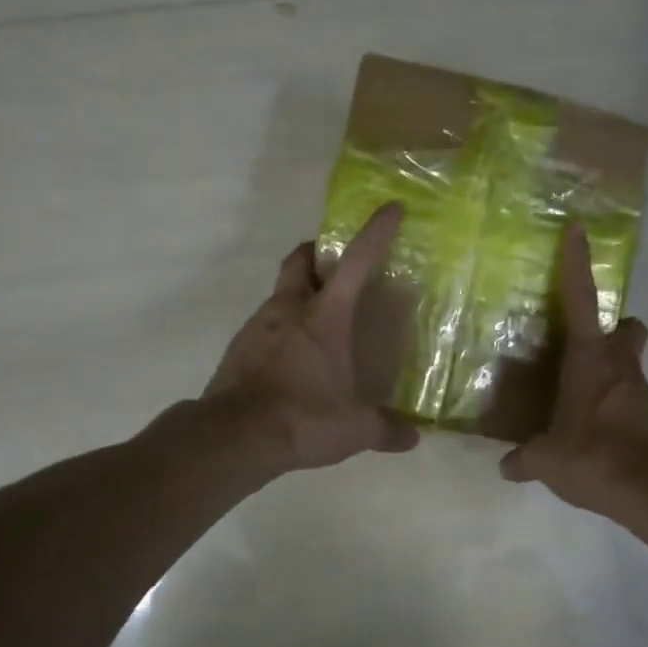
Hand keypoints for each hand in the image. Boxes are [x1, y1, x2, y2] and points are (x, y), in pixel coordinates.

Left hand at [204, 203, 419, 471]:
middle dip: (319, 254)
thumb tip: (414, 437)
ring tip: (318, 321)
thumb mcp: (354, 429)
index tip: (391, 208)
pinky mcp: (237, 350)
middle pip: (300, 260)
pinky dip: (280, 328)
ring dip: (299, 294)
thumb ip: (386, 429)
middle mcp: (289, 310)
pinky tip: (292, 357)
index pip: (355, 262)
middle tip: (337, 267)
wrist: (233, 437)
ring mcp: (257, 327)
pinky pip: (263, 325)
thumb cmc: (302, 419)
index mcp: (324, 317)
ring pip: (279, 293)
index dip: (375, 232)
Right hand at [499, 224, 647, 511]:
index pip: (581, 300)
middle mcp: (619, 366)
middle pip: (628, 327)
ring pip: (630, 364)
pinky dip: (614, 406)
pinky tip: (594, 431)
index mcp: (589, 360)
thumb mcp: (547, 460)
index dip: (578, 264)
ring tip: (578, 398)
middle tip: (584, 348)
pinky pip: (631, 399)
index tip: (579, 230)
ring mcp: (641, 391)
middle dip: (613, 329)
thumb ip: (524, 459)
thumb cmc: (592, 457)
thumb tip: (506, 467)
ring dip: (610, 372)